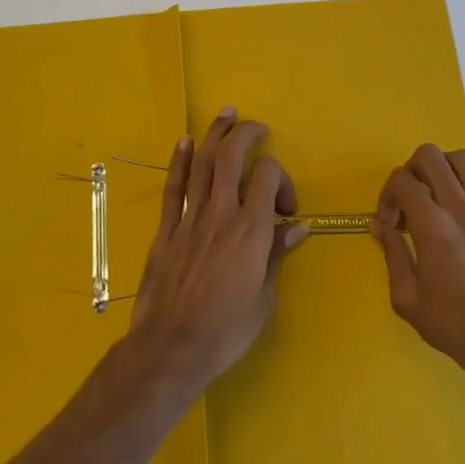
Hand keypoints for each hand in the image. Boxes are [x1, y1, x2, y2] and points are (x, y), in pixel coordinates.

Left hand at [128, 109, 306, 398]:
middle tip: (256, 126)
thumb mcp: (264, 298)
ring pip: (202, 163)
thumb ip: (277, 254)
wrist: (171, 348)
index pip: (267, 175)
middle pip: (231, 156)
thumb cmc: (226, 329)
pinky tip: (184, 142)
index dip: (281, 178)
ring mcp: (191, 218)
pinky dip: (179, 161)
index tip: (285, 208)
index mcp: (251, 229)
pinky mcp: (167, 230)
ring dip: (214, 135)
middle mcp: (221, 213)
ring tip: (225, 115)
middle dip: (245, 133)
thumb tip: (297, 227)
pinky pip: (174, 187)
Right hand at [373, 144, 464, 400]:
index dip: (387, 196)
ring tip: (439, 198)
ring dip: (444, 171)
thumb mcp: (408, 300)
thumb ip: (392, 254)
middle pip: (431, 157)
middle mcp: (463, 210)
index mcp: (434, 228)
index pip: (402, 181)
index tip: (389, 224)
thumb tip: (381, 225)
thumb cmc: (456, 328)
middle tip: (409, 200)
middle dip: (411, 171)